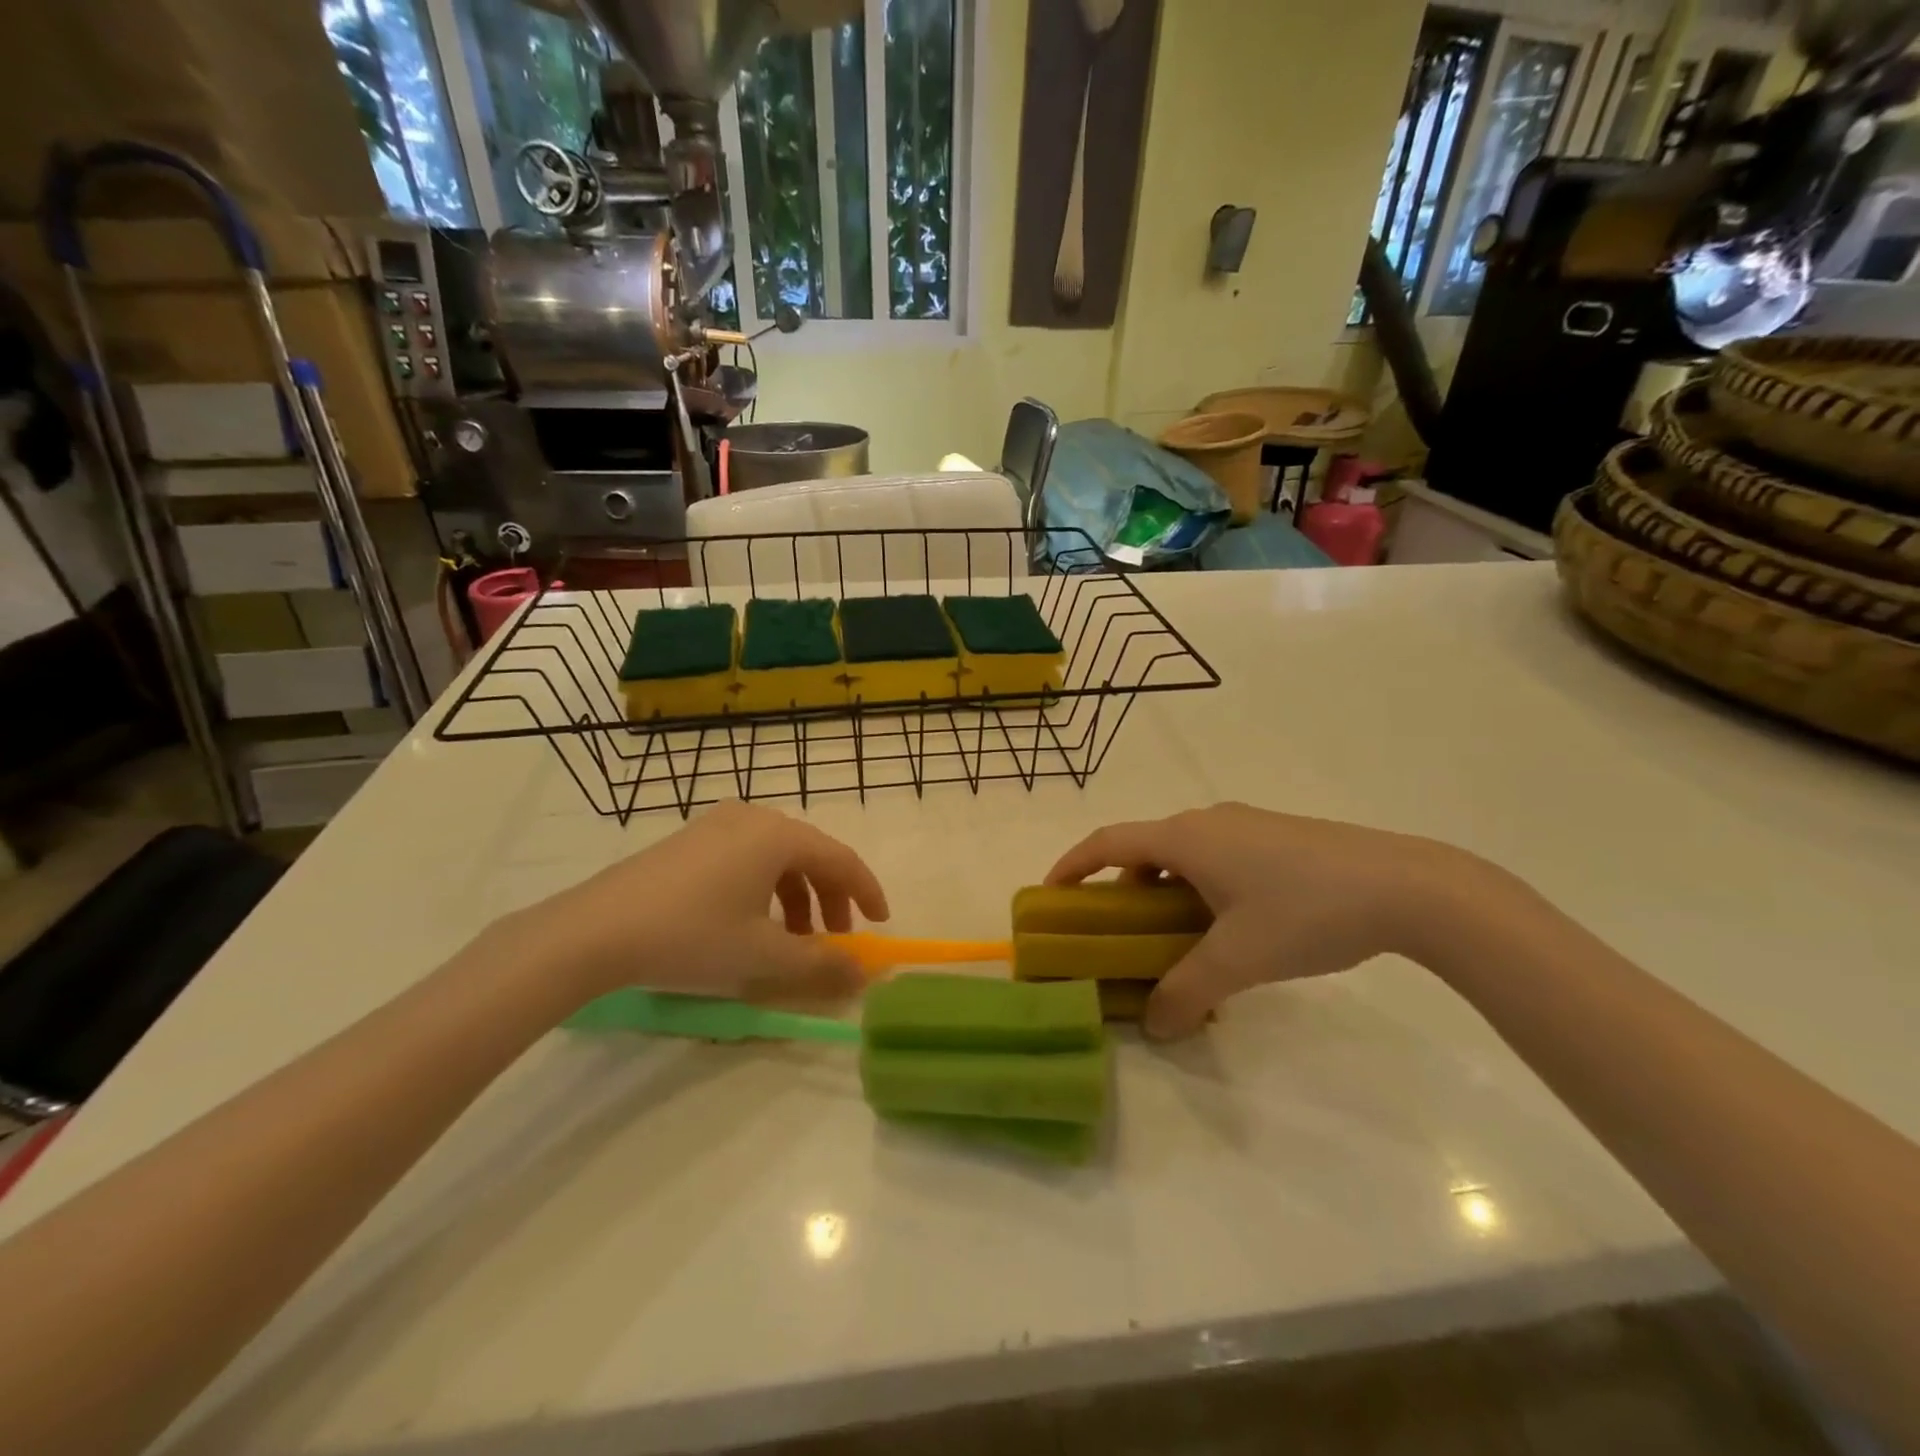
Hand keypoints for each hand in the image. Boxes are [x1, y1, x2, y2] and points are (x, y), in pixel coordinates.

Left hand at [506, 802, 889, 1005]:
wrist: (594, 931)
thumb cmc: (691, 936)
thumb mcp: (762, 956)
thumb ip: (820, 965)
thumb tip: (863, 974)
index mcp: (778, 836)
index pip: (841, 859)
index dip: (866, 892)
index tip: (879, 923)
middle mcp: (752, 819)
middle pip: (809, 856)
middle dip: (829, 899)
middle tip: (834, 939)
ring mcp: (716, 826)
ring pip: (776, 858)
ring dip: (796, 897)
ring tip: (791, 939)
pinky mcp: (689, 840)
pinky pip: (746, 858)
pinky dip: (764, 889)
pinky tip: (749, 923)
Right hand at [1047, 803, 1470, 1038]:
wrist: (1406, 885)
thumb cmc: (1306, 911)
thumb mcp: (1238, 959)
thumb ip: (1188, 991)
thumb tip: (1155, 1026)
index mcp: (1185, 838)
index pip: (1108, 842)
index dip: (1072, 865)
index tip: (1051, 895)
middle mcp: (1209, 822)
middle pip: (1145, 849)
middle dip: (1122, 888)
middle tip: (1119, 933)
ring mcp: (1246, 826)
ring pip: (1185, 855)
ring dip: (1166, 891)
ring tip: (1177, 939)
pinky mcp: (1278, 837)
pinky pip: (1218, 858)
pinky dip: (1202, 888)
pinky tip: (1232, 930)